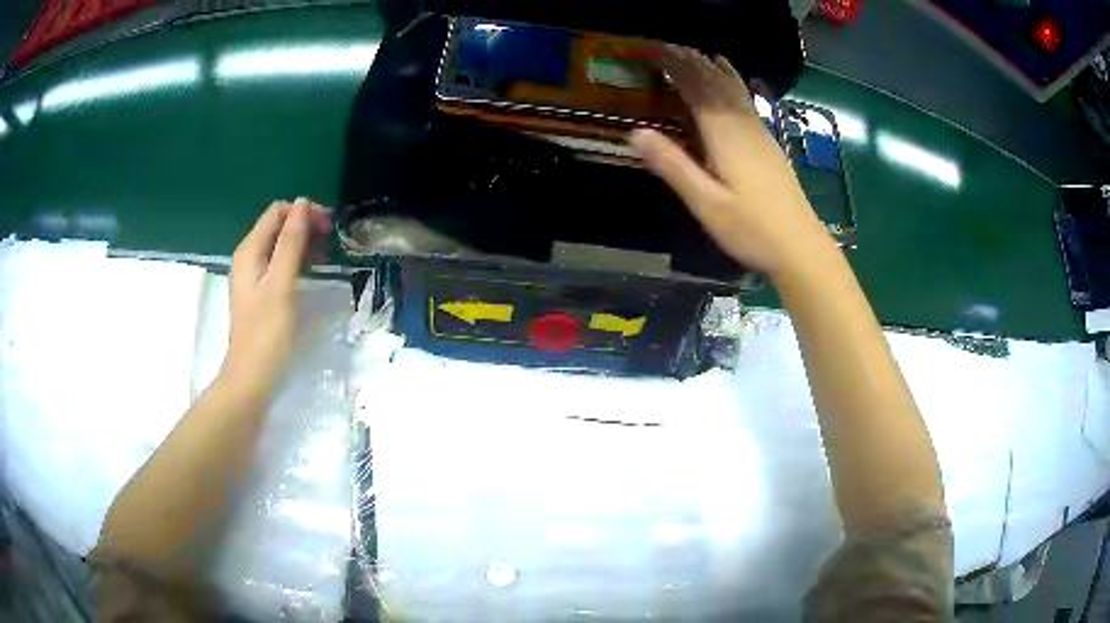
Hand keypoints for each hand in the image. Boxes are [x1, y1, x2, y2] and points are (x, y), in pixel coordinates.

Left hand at [221, 198, 330, 396]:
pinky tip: (313, 270)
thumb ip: (291, 242)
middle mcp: (249, 257)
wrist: (252, 377)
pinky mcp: (261, 291)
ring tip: (328, 254)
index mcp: (250, 250)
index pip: (277, 211)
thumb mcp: (281, 283)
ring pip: (281, 245)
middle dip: (305, 225)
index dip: (303, 212)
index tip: (329, 227)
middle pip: (278, 226)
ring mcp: (254, 275)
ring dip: (304, 242)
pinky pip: (280, 263)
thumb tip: (302, 203)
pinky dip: (298, 260)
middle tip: (332, 239)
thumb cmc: (267, 332)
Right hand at [629, 46, 832, 276]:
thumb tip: (635, 132)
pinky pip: (746, 101)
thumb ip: (673, 166)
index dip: (675, 66)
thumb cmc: (752, 230)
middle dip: (691, 61)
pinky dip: (734, 83)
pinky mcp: (769, 144)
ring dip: (713, 68)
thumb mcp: (707, 204)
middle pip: (715, 84)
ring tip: (696, 52)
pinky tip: (733, 81)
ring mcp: (760, 134)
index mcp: (725, 136)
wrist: (801, 248)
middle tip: (667, 46)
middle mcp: (743, 126)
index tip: (653, 49)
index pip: (696, 89)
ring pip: (734, 89)